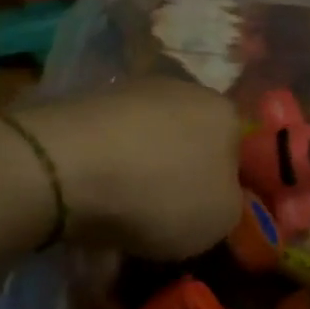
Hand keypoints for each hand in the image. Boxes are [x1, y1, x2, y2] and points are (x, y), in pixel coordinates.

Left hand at [10, 79, 242, 259]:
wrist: (67, 166)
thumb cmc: (161, 193)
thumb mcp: (221, 219)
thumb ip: (234, 204)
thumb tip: (221, 194)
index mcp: (225, 112)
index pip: (242, 150)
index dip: (229, 188)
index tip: (210, 219)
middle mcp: (184, 90)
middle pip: (194, 140)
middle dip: (184, 176)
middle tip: (170, 219)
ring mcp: (133, 91)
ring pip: (151, 141)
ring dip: (144, 173)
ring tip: (126, 214)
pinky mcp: (89, 102)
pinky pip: (114, 143)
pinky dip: (110, 170)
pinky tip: (96, 198)